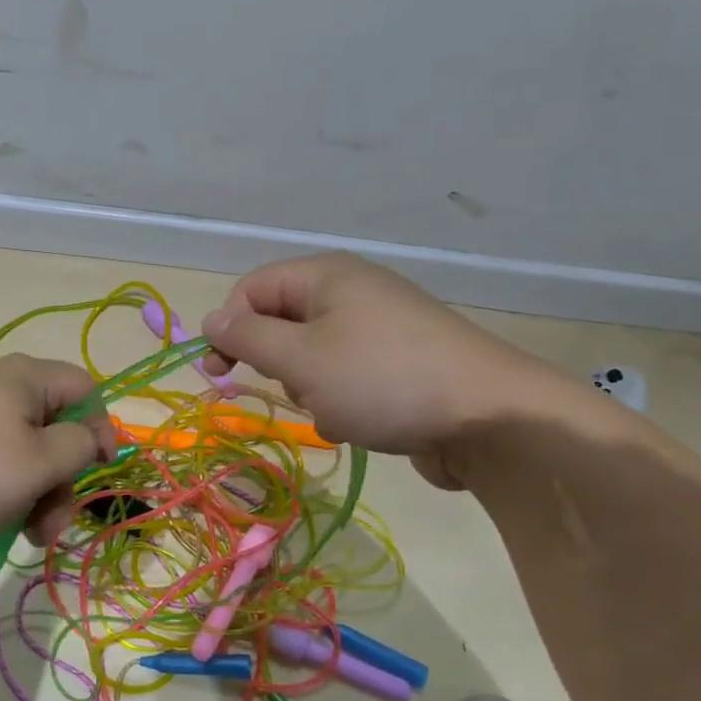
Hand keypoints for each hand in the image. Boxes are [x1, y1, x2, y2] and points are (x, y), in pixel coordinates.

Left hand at [0, 354, 116, 550]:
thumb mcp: (38, 463)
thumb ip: (78, 446)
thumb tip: (87, 438)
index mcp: (23, 377)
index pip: (84, 390)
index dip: (100, 429)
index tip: (97, 472)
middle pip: (51, 426)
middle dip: (59, 479)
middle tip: (49, 526)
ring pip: (18, 450)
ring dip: (31, 494)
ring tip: (20, 537)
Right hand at [200, 253, 588, 488]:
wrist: (489, 419)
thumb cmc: (381, 380)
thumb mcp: (300, 358)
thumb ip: (248, 337)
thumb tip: (211, 319)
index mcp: (326, 276)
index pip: (252, 288)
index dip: (228, 325)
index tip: (218, 371)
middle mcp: (353, 292)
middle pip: (283, 320)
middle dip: (275, 361)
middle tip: (287, 388)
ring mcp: (381, 328)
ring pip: (313, 355)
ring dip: (308, 387)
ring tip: (332, 410)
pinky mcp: (401, 364)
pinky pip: (348, 376)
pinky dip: (340, 400)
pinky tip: (356, 424)